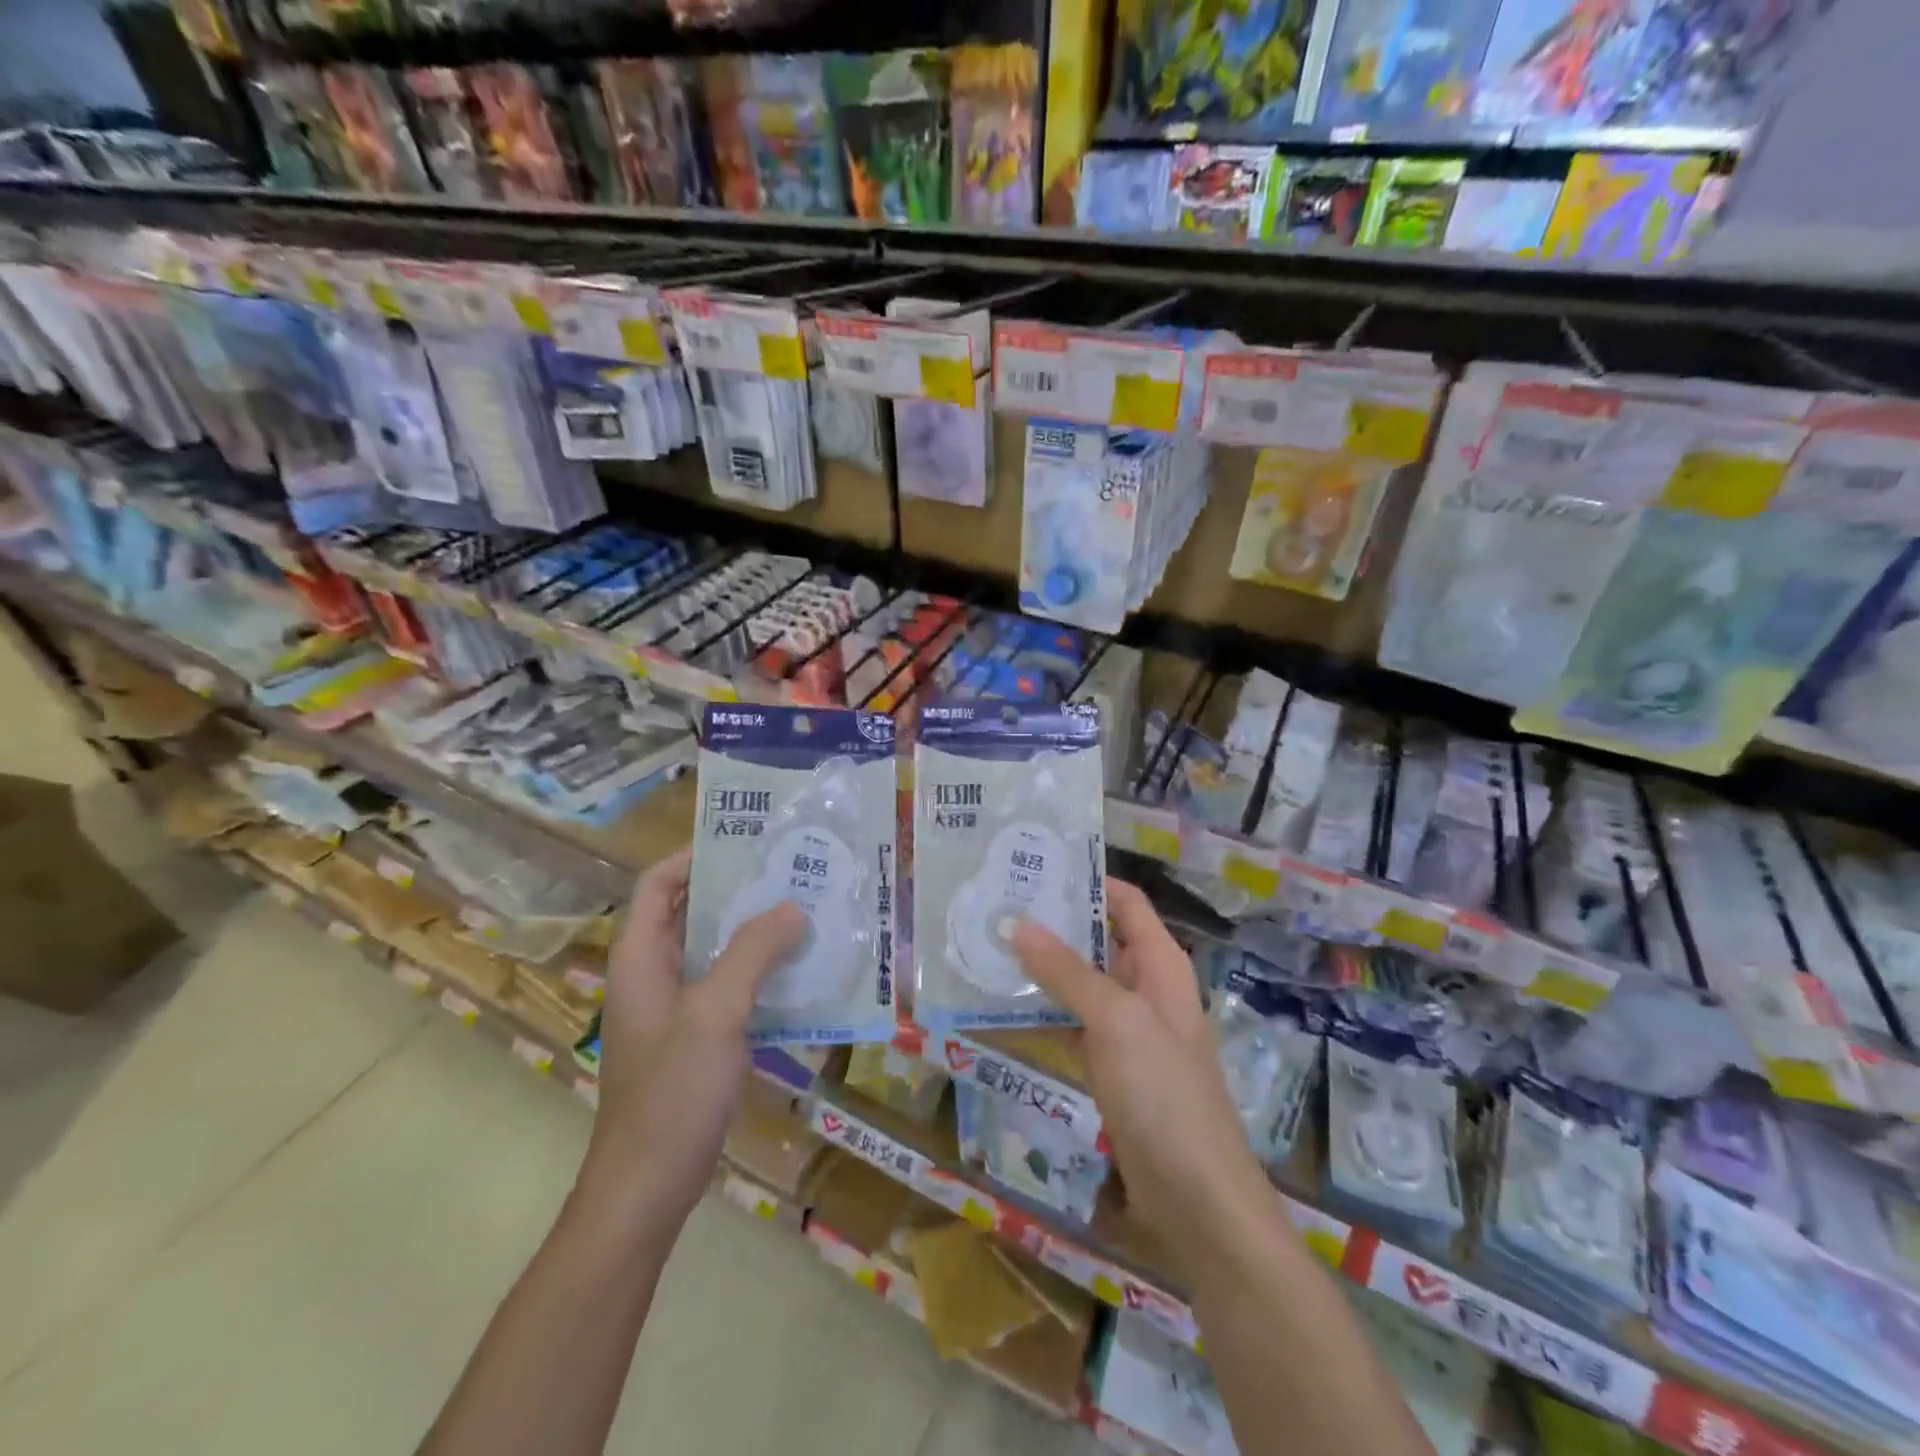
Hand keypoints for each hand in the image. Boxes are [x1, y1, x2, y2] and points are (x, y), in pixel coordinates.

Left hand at [581, 847, 804, 1230]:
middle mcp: (653, 973)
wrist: (647, 1187)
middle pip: (690, 912)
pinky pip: (728, 985)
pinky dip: (758, 970)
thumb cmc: (672, 1093)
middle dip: (737, 889)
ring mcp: (674, 1007)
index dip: (693, 855)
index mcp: (641, 957)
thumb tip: (792, 907)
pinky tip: (800, 970)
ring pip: (713, 949)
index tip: (745, 842)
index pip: (657, 883)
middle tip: (791, 871)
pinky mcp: (695, 1036)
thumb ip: (753, 953)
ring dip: (753, 930)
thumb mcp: (716, 1013)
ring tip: (805, 911)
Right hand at [1012, 880, 1272, 1258]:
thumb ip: (1066, 971)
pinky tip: (1000, 1009)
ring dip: (1040, 969)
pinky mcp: (1111, 1067)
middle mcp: (1145, 988)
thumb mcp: (1114, 1021)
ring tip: (987, 949)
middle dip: (1052, 924)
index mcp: (1159, 964)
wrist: (1196, 1196)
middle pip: (1097, 939)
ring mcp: (1128, 1030)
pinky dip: (1042, 1014)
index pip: (1125, 902)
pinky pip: (1072, 1025)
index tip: (1034, 869)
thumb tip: (1018, 922)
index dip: (1087, 881)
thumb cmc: (1163, 1093)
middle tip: (996, 907)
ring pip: (1079, 983)